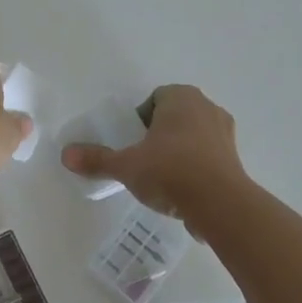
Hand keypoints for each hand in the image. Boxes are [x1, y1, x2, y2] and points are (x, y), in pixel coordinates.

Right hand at [61, 84, 244, 232]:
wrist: (220, 205)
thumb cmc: (169, 171)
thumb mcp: (126, 166)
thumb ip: (97, 159)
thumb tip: (65, 155)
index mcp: (181, 97)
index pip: (155, 99)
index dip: (140, 119)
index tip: (131, 142)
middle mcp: (207, 107)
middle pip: (175, 116)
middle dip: (159, 134)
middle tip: (143, 159)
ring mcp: (225, 133)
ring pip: (194, 136)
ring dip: (179, 151)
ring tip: (162, 178)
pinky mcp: (236, 159)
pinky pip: (209, 157)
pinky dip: (196, 168)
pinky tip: (183, 191)